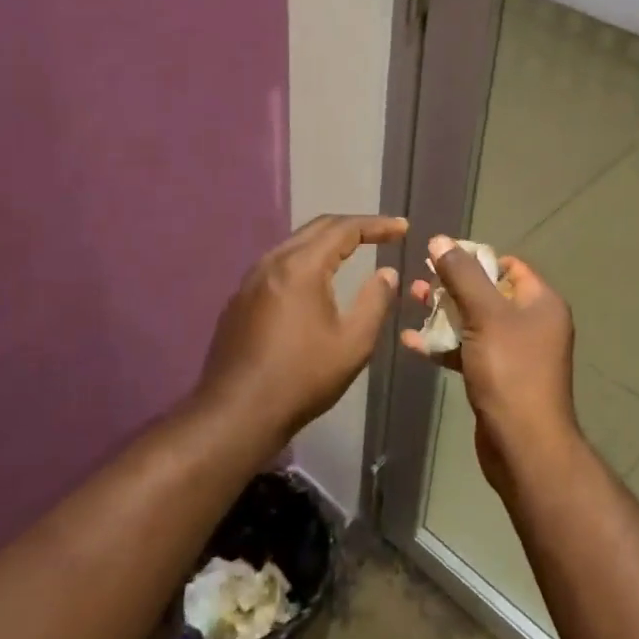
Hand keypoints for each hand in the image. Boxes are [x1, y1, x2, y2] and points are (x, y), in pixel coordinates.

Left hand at [199, 214, 408, 442]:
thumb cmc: (302, 378)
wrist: (236, 414)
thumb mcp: (353, 343)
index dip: (377, 225)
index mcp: (301, 267)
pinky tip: (315, 280)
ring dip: (326, 242)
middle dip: (352, 226)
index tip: (402, 228)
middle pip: (317, 228)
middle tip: (382, 234)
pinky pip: (278, 265)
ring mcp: (250, 280)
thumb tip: (387, 273)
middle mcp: (272, 262)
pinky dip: (305, 260)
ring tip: (353, 251)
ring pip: (294, 245)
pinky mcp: (239, 300)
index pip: (344, 229)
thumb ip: (375, 301)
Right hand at [401, 235, 580, 491]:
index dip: (474, 257)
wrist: (523, 445)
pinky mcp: (497, 377)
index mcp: (541, 302)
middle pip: (488, 292)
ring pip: (474, 321)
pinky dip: (444, 344)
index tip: (439, 257)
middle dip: (452, 285)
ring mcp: (515, 352)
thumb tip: (440, 239)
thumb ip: (462, 275)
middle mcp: (532, 323)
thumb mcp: (485, 315)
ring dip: (443, 312)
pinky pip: (468, 350)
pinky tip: (412, 342)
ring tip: (409, 301)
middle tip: (418, 280)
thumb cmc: (510, 371)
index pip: (508, 265)